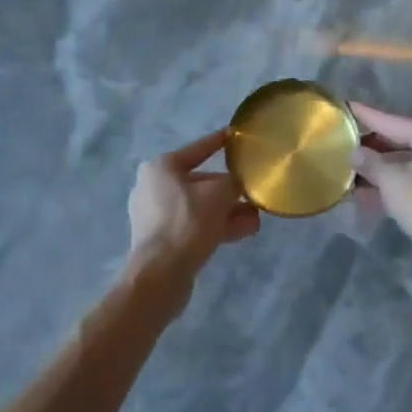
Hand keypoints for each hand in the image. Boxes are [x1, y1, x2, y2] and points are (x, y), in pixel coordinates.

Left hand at [126, 129, 259, 294]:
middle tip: (255, 192)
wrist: (160, 275)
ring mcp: (156, 216)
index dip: (219, 141)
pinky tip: (246, 231)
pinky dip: (218, 226)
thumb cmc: (187, 222)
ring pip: (200, 207)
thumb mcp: (219, 194)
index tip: (236, 135)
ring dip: (229, 211)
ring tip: (257, 216)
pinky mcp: (163, 240)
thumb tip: (241, 182)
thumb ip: (234, 182)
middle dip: (230, 190)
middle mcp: (154, 187)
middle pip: (201, 182)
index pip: (198, 149)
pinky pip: (195, 226)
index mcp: (161, 167)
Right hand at [350, 104, 411, 265]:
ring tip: (354, 173)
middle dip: (374, 148)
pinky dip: (398, 184)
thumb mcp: (391, 181)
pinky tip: (374, 195)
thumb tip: (355, 153)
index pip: (392, 121)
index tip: (348, 107)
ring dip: (384, 170)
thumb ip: (370, 162)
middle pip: (403, 141)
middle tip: (348, 145)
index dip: (367, 116)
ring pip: (411, 163)